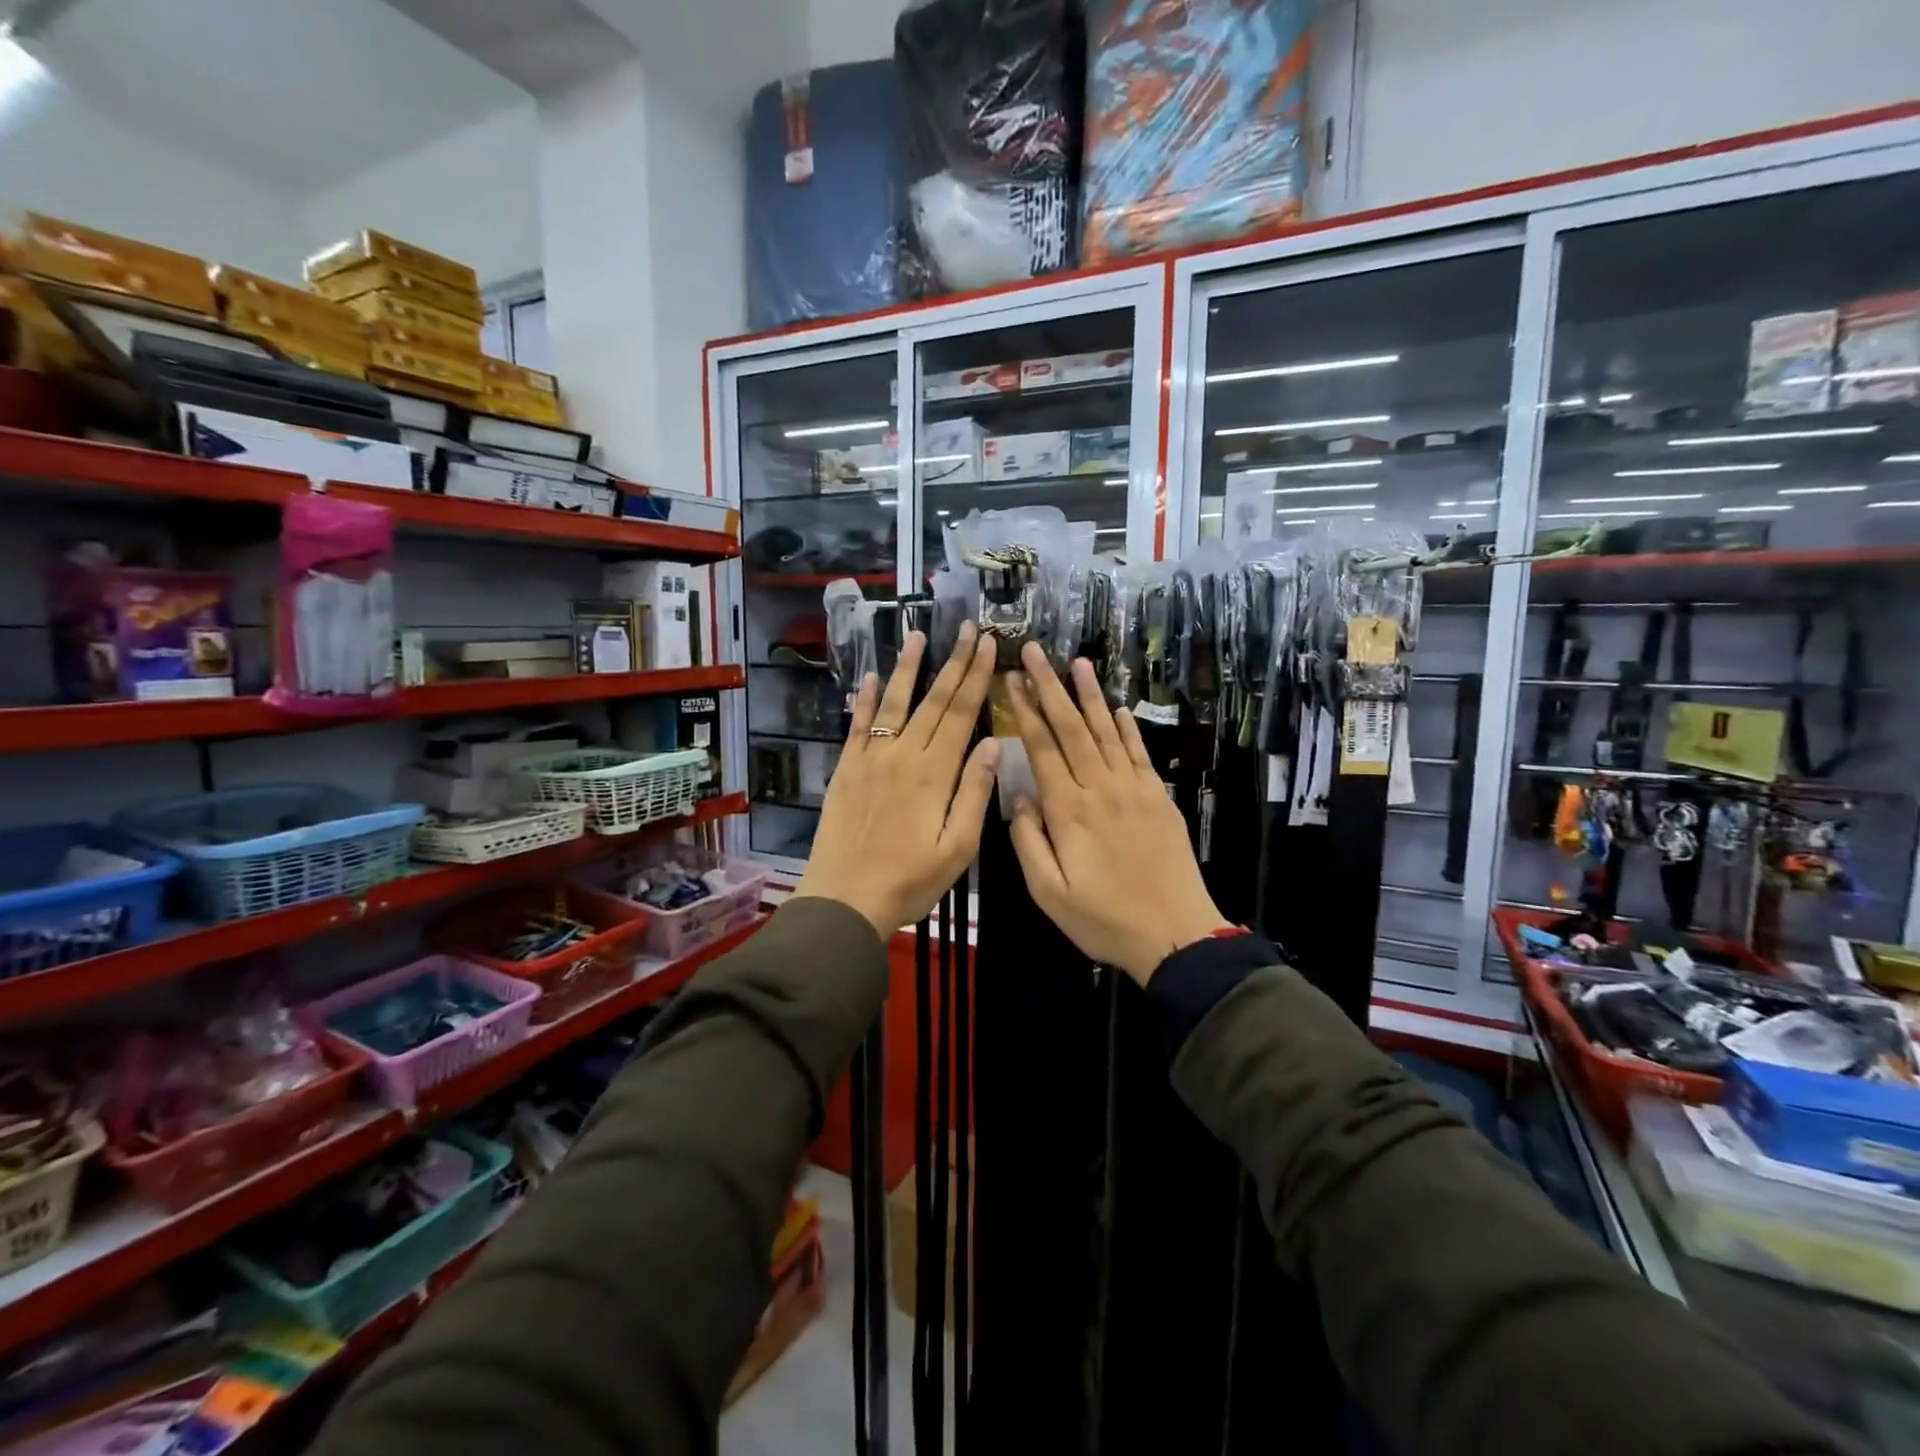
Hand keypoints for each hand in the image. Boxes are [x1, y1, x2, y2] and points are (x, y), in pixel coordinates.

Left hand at [794, 625, 999, 937]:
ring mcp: (870, 759)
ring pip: (894, 704)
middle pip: (933, 701)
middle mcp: (902, 755)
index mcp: (934, 773)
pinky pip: (858, 726)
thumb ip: (974, 793)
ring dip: (908, 668)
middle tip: (966, 628)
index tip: (988, 646)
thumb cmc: (910, 881)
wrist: (845, 899)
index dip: (977, 677)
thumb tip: (991, 743)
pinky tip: (873, 677)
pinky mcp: (847, 769)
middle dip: (953, 662)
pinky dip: (867, 699)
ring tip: (918, 636)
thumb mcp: (957, 848)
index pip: (961, 714)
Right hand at [1004, 641, 1230, 985]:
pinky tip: (1118, 706)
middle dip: (1051, 686)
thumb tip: (1021, 795)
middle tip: (1035, 651)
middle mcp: (1101, 788)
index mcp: (1069, 810)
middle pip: (1072, 728)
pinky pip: (1139, 753)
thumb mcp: (1049, 892)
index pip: (1042, 748)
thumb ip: (1029, 841)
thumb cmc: (1104, 920)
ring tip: (1077, 662)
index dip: (1025, 710)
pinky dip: (1127, 727)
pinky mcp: (1158, 798)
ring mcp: (1134, 789)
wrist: (1175, 934)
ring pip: (1107, 731)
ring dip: (1090, 695)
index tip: (1011, 679)